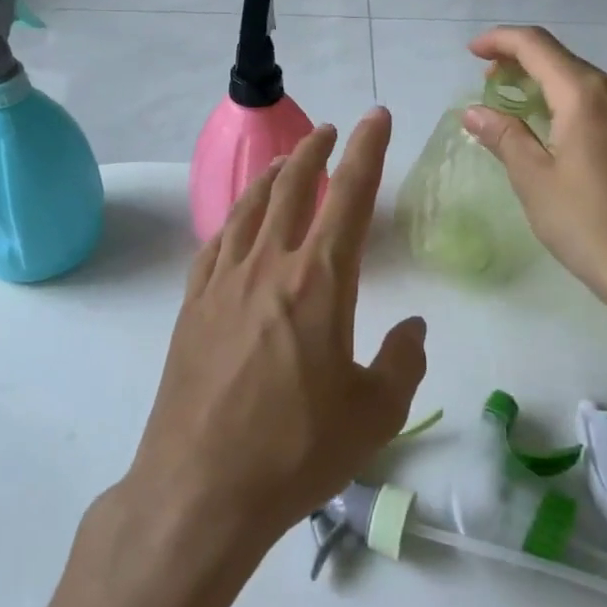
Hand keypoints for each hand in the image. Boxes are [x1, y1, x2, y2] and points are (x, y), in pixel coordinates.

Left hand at [128, 110, 427, 544]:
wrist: (201, 488)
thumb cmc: (295, 452)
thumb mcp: (374, 415)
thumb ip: (403, 362)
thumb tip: (414, 326)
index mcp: (319, 281)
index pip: (350, 196)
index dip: (368, 150)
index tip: (377, 118)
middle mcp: (269, 265)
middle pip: (293, 186)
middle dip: (314, 151)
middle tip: (329, 130)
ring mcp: (223, 281)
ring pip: (250, 206)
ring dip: (272, 174)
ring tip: (285, 160)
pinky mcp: (193, 304)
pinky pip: (216, 242)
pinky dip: (234, 217)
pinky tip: (239, 220)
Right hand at [462, 26, 606, 333]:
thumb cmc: (592, 227)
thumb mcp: (535, 181)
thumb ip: (504, 136)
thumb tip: (475, 111)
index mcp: (587, 95)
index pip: (536, 46)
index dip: (500, 41)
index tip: (473, 52)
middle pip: (564, 62)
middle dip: (523, 66)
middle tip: (491, 88)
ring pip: (589, 85)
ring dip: (551, 89)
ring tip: (525, 114)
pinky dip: (579, 108)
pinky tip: (567, 138)